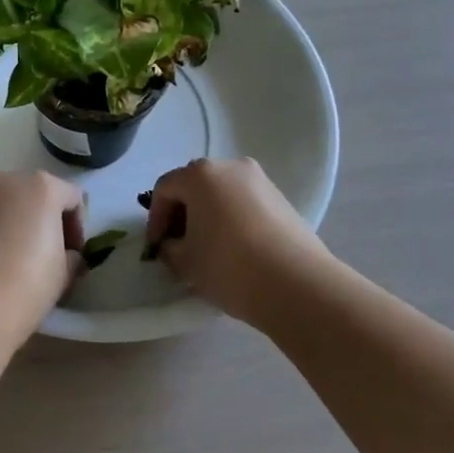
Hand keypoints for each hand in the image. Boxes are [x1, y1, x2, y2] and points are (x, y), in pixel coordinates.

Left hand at [0, 171, 85, 343]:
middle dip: (46, 220)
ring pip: (8, 204)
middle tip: (49, 254)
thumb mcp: (65, 273)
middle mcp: (8, 181)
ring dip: (18, 223)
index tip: (73, 255)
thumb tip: (67, 256)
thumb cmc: (27, 283)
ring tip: (18, 258)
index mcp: (42, 187)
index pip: (73, 199)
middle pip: (37, 194)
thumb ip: (71, 255)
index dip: (77, 228)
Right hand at [144, 158, 332, 327]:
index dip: (155, 218)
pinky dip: (232, 218)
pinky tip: (234, 248)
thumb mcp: (185, 262)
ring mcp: (260, 181)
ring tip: (207, 248)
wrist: (298, 285)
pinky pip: (244, 202)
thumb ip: (169, 248)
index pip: (165, 189)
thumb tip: (173, 244)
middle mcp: (231, 167)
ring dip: (208, 214)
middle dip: (182, 213)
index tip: (157, 247)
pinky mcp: (282, 199)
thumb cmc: (230, 266)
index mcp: (200, 174)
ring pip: (221, 192)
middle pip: (194, 185)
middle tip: (179, 244)